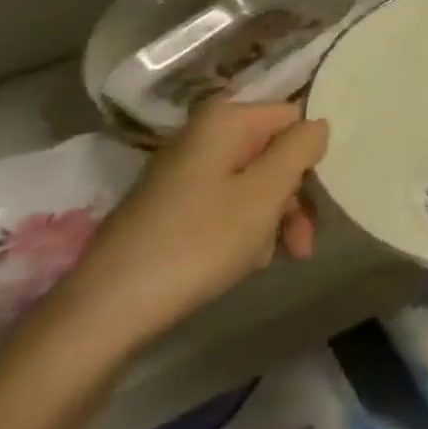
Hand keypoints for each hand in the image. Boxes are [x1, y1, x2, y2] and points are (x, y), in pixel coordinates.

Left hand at [51, 102, 327, 359]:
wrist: (106, 311)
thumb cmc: (198, 243)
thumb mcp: (265, 194)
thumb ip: (300, 149)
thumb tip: (318, 123)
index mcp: (226, 121)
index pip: (292, 117)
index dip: (310, 153)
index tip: (321, 194)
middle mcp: (204, 136)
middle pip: (273, 151)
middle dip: (294, 194)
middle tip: (304, 240)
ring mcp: (185, 172)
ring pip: (252, 181)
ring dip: (273, 217)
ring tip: (275, 257)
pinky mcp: (172, 206)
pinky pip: (226, 203)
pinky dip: (244, 228)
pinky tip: (245, 261)